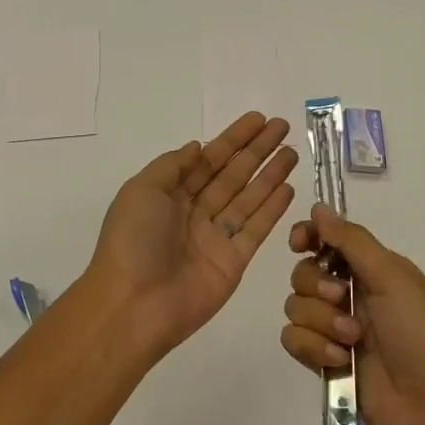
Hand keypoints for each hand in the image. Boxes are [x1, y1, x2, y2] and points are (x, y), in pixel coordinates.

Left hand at [87, 112, 298, 360]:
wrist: (134, 305)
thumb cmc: (132, 241)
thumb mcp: (141, 190)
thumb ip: (172, 166)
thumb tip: (197, 147)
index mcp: (169, 194)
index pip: (208, 159)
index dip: (233, 139)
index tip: (258, 119)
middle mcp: (194, 212)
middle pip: (232, 174)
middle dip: (257, 150)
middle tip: (283, 127)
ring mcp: (215, 237)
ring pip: (248, 198)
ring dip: (270, 174)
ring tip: (292, 153)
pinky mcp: (233, 261)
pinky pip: (256, 229)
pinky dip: (272, 209)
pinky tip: (288, 187)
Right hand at [282, 205, 424, 424]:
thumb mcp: (395, 279)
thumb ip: (352, 242)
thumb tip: (318, 207)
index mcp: (375, 270)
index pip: (329, 241)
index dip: (309, 237)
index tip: (299, 244)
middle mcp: (353, 296)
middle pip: (304, 273)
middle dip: (317, 285)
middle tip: (341, 299)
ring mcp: (337, 330)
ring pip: (295, 307)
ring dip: (320, 322)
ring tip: (351, 341)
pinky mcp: (325, 363)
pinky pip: (293, 340)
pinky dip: (312, 348)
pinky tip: (338, 361)